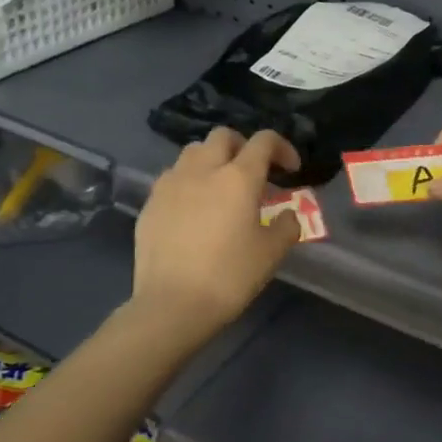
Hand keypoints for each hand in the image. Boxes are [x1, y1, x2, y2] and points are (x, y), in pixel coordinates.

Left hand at [132, 128, 301, 341]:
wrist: (172, 305)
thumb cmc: (229, 276)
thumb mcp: (272, 253)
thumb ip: (286, 226)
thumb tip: (287, 215)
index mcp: (238, 177)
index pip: (263, 141)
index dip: (282, 148)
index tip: (290, 170)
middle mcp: (203, 170)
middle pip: (223, 136)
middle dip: (243, 147)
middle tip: (253, 173)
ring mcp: (171, 184)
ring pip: (193, 152)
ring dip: (212, 160)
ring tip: (220, 187)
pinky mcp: (150, 203)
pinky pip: (172, 177)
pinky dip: (189, 182)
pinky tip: (193, 209)